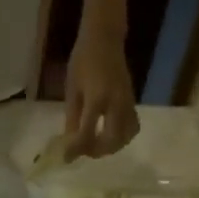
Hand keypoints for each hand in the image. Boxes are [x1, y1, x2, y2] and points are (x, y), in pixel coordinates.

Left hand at [64, 22, 139, 157]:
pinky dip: (121, 137)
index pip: (87, 133)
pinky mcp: (132, 101)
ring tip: (96, 144)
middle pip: (112, 140)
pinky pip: (132, 127)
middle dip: (97, 151)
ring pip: (126, 136)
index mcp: (96, 99)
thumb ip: (72, 117)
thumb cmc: (83, 59)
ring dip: (112, 147)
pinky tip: (109, 134)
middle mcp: (116, 104)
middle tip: (84, 151)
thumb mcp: (72, 88)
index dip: (76, 149)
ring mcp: (127, 103)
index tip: (66, 158)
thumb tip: (70, 141)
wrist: (105, 39)